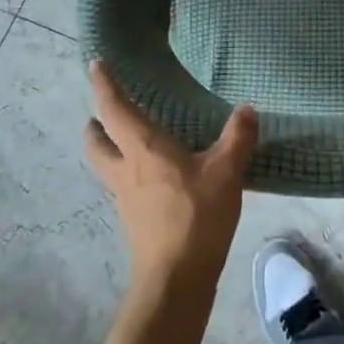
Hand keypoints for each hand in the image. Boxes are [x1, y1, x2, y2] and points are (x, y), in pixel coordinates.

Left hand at [85, 61, 256, 286]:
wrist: (176, 278)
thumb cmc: (197, 215)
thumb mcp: (226, 171)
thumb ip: (237, 137)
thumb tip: (247, 109)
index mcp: (143, 148)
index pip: (115, 109)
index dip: (104, 85)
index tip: (96, 64)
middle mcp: (126, 169)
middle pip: (97, 141)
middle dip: (97, 123)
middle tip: (104, 112)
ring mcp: (126, 197)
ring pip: (106, 165)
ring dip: (109, 148)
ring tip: (128, 141)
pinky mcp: (134, 219)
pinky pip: (123, 185)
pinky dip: (129, 172)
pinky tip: (154, 177)